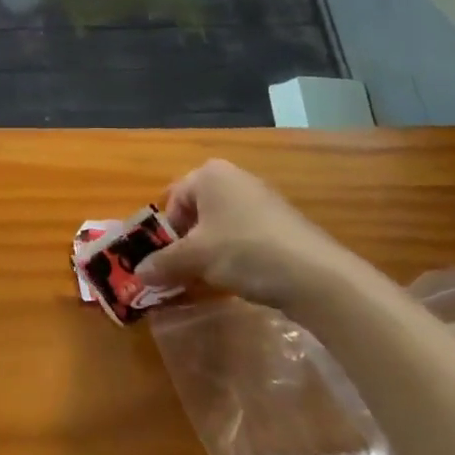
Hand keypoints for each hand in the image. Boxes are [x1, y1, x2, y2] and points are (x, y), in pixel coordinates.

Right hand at [136, 158, 360, 312]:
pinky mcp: (282, 224)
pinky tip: (238, 279)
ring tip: (206, 280)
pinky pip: (244, 236)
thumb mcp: (195, 258)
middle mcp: (235, 179)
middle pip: (196, 211)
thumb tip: (139, 274)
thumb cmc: (244, 251)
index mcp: (210, 174)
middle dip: (184, 243)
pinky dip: (234, 255)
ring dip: (207, 252)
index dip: (163, 231)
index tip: (163, 260)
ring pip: (220, 226)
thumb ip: (163, 263)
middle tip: (180, 272)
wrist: (315, 275)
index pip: (172, 198)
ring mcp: (262, 200)